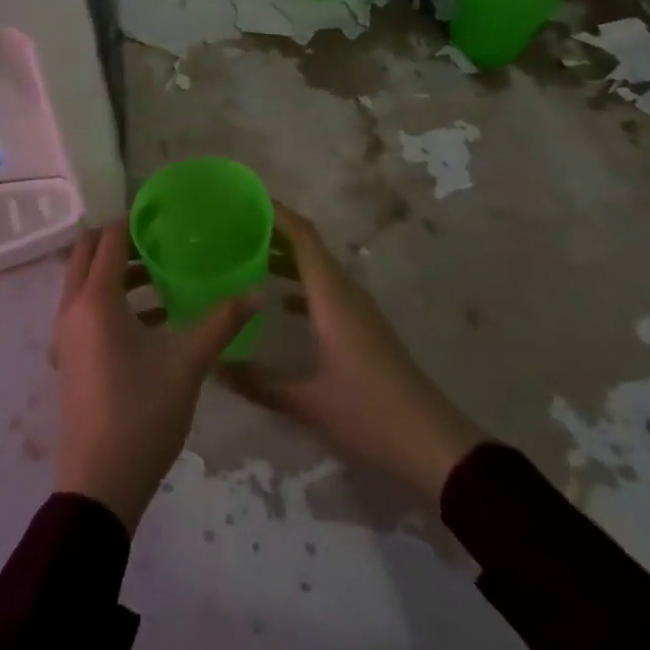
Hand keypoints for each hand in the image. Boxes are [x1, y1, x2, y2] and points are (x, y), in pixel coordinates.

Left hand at [52, 222, 257, 530]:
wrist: (98, 487)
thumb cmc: (141, 414)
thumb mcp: (187, 364)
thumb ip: (222, 322)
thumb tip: (258, 290)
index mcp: (95, 298)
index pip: (109, 237)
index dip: (133, 219)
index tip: (164, 213)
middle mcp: (72, 307)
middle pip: (87, 252)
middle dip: (118, 240)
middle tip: (159, 240)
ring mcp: (66, 334)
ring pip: (84, 281)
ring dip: (115, 270)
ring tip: (160, 275)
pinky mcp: (69, 357)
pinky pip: (85, 307)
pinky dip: (109, 298)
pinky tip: (151, 317)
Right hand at [225, 203, 486, 501]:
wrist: (434, 447)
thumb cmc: (369, 415)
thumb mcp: (308, 403)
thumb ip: (260, 384)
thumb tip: (215, 367)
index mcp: (332, 297)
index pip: (303, 237)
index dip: (276, 213)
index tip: (243, 201)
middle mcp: (346, 293)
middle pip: (309, 247)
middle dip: (274, 233)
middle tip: (234, 230)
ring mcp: (359, 311)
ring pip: (319, 269)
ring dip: (287, 258)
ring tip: (247, 258)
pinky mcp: (365, 330)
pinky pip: (328, 290)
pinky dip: (302, 285)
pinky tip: (279, 302)